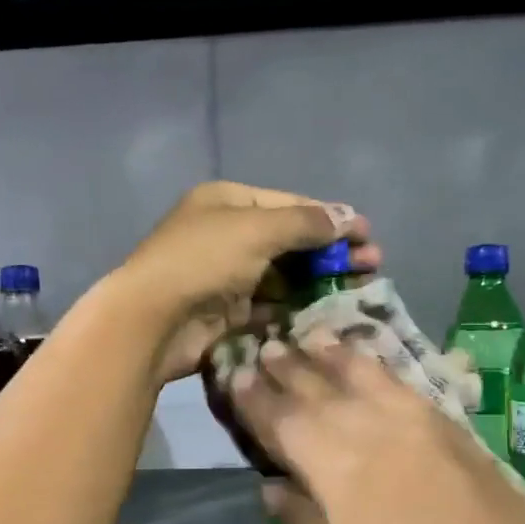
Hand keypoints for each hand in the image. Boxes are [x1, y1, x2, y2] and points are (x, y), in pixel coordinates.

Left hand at [110, 181, 380, 383]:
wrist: (152, 320)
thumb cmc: (203, 260)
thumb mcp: (257, 229)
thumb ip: (305, 223)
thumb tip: (347, 217)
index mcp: (229, 203)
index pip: (291, 205)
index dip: (330, 218)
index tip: (367, 234)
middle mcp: (228, 236)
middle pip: (291, 241)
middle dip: (332, 251)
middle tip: (372, 266)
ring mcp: (228, 276)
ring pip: (285, 276)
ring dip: (321, 281)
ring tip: (361, 290)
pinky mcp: (229, 313)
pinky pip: (272, 306)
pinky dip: (298, 307)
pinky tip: (329, 313)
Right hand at [228, 337, 524, 523]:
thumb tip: (273, 486)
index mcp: (338, 469)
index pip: (285, 420)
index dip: (257, 399)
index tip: (236, 376)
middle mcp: (377, 431)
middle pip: (322, 389)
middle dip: (290, 367)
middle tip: (267, 346)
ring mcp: (422, 426)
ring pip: (368, 375)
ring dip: (335, 355)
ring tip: (312, 336)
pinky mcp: (457, 431)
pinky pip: (407, 385)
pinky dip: (381, 369)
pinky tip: (370, 363)